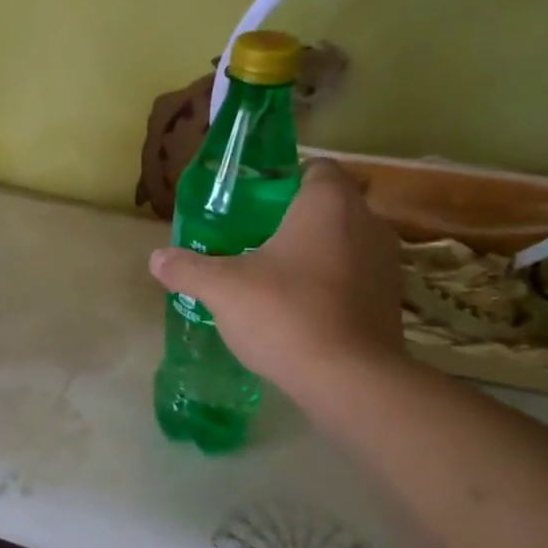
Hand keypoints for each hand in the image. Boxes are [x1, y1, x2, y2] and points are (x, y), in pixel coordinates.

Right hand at [147, 159, 405, 406]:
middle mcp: (368, 223)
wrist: (348, 379)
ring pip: (345, 244)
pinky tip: (300, 310)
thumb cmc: (285, 313)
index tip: (253, 203)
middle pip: (329, 207)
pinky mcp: (392, 302)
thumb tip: (155, 258)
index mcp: (328, 204)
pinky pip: (356, 279)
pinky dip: (332, 286)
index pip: (316, 168)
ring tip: (275, 277)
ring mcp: (387, 264)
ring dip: (316, 254)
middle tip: (254, 241)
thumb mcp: (222, 288)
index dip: (284, 180)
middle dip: (294, 220)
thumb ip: (188, 268)